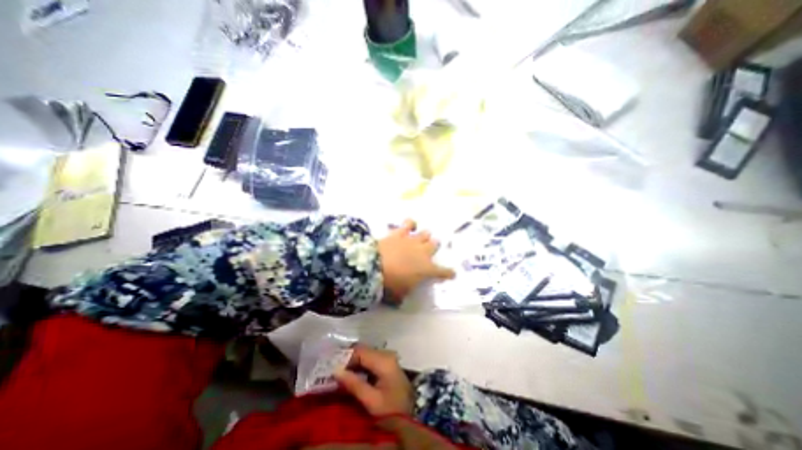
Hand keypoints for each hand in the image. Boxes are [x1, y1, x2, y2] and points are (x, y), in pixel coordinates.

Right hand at [336, 346, 417, 415]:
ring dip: (354, 364)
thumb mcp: (371, 401)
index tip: (334, 371)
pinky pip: (371, 359)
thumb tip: (336, 370)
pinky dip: (361, 366)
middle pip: (363, 351)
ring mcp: (388, 358)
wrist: (409, 418)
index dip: (346, 359)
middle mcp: (387, 354)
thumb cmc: (390, 411)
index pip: (360, 351)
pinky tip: (354, 377)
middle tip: (337, 374)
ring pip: (366, 354)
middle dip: (349, 361)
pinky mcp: (388, 364)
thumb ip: (354, 384)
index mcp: (384, 360)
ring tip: (343, 377)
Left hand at [380, 218, 452, 302]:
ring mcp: (412, 240)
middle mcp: (423, 252)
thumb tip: (402, 296)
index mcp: (427, 269)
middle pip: (435, 245)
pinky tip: (410, 225)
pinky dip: (410, 224)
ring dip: (425, 236)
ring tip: (423, 236)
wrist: (374, 266)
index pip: (443, 272)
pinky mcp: (400, 233)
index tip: (452, 274)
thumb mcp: (399, 295)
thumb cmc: (390, 284)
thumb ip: (405, 293)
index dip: (448, 273)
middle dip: (434, 246)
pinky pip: (409, 224)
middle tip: (431, 248)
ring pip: (425, 233)